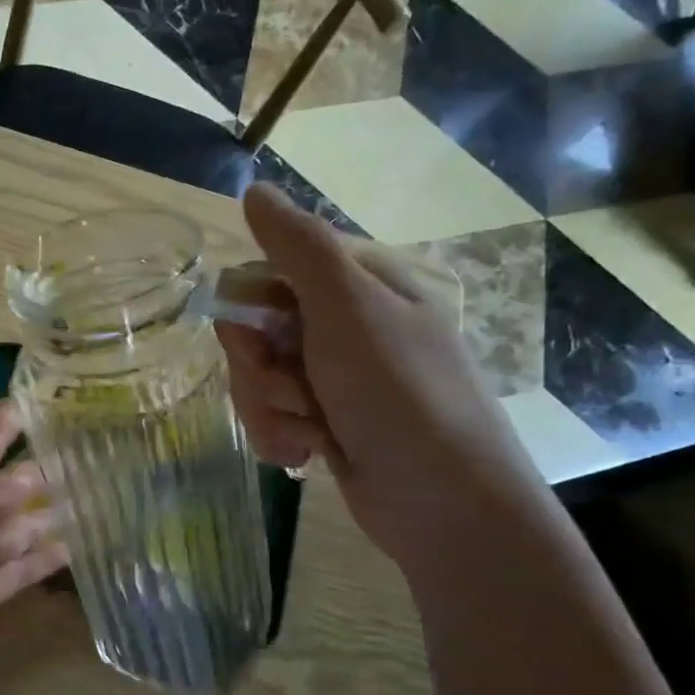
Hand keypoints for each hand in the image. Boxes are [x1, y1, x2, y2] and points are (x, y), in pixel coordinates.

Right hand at [219, 184, 550, 571]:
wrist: (445, 505)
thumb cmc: (399, 394)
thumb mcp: (349, 309)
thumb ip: (298, 247)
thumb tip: (254, 190)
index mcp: (358, 288)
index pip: (268, 275)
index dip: (249, 308)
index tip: (258, 337)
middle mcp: (344, 328)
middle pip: (255, 333)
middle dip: (259, 370)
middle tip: (292, 389)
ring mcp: (335, 380)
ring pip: (257, 380)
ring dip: (269, 409)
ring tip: (309, 432)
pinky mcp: (327, 425)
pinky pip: (272, 418)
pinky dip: (280, 437)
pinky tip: (306, 454)